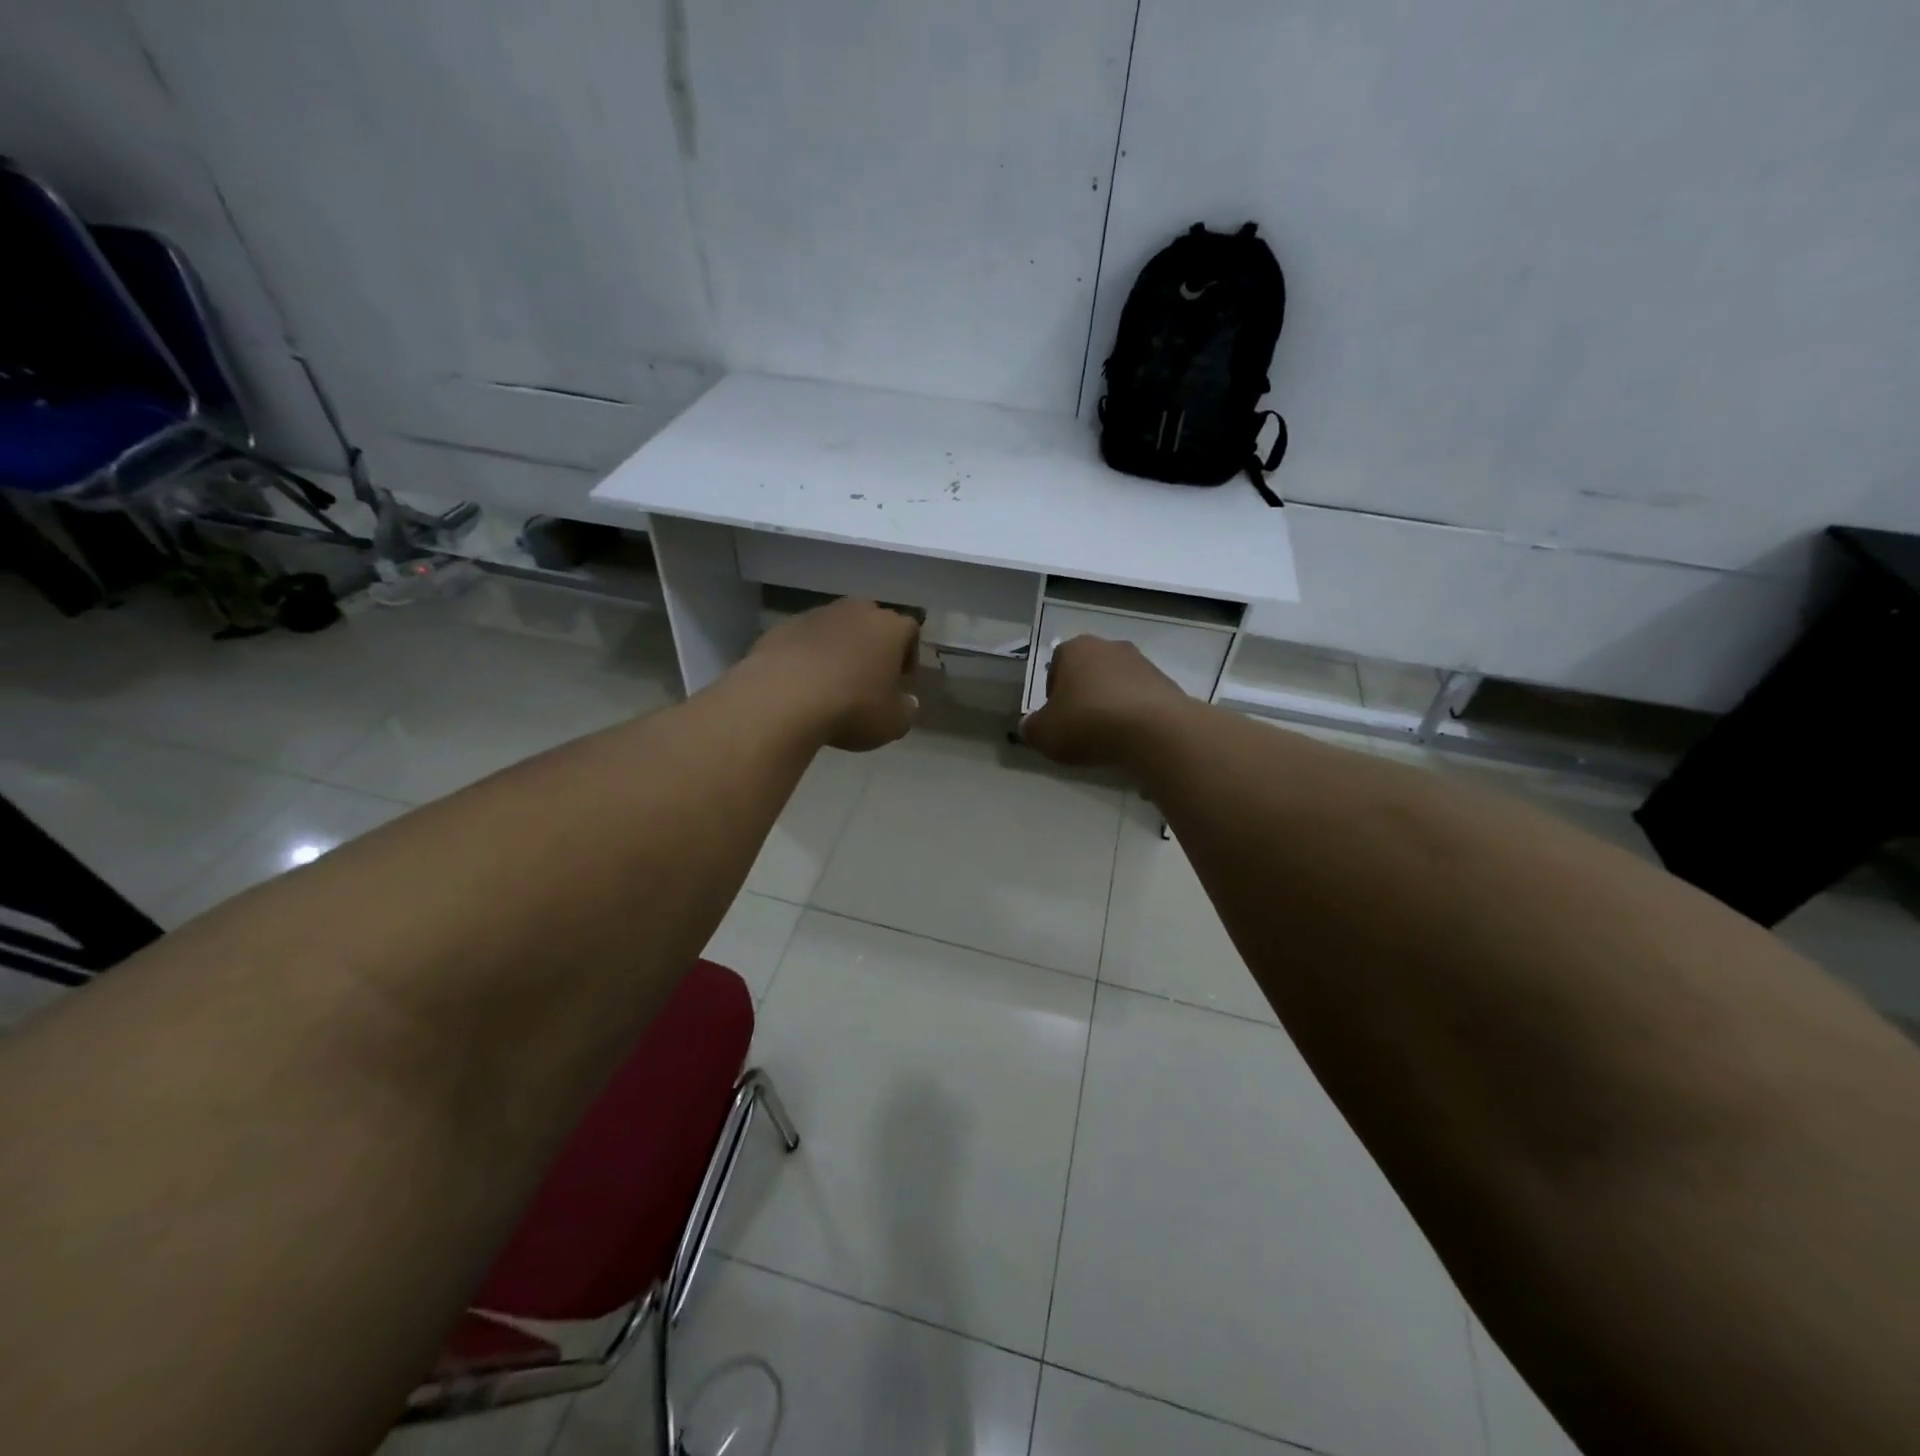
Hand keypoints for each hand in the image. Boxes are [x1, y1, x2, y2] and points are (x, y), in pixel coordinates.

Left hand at [743, 598, 920, 750]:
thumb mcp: (893, 723)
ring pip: (836, 627)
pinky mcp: (783, 627)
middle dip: (873, 645)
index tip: (902, 678)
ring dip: (839, 647)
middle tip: (869, 675)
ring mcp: (816, 615)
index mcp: (890, 628)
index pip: (910, 630)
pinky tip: (802, 682)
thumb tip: (907, 701)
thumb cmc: (852, 708)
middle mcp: (856, 612)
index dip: (909, 653)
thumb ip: (906, 710)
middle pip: (872, 621)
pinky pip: (804, 639)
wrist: (784, 698)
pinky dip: (807, 654)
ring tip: (832, 680)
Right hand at [1020, 636, 1191, 767]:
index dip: (1053, 693)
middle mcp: (1110, 647)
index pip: (1056, 664)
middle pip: (1089, 672)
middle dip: (1083, 696)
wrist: (1153, 730)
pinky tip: (1132, 739)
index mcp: (1076, 649)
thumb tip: (1029, 725)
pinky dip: (1135, 716)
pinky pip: (1142, 700)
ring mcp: (1143, 663)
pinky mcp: (1167, 684)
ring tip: (1108, 738)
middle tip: (1080, 728)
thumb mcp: (1044, 733)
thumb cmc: (1088, 723)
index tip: (1056, 718)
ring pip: (1117, 684)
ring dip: (1111, 705)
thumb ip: (1031, 728)